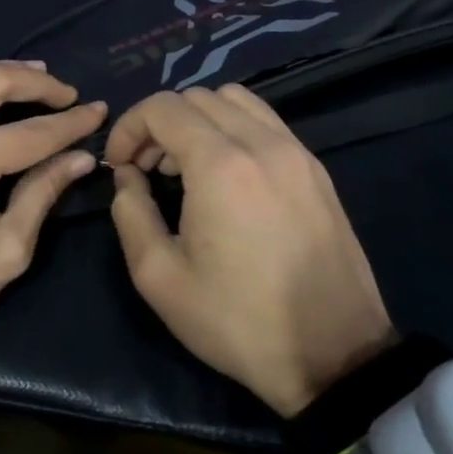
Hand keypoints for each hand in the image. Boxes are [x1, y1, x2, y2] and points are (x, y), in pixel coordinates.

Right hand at [105, 85, 395, 416]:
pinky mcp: (317, 171)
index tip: (119, 166)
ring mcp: (297, 153)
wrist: (333, 356)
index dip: (128, 127)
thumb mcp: (159, 277)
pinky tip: (225, 175)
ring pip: (236, 101)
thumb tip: (127, 176)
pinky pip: (266, 123)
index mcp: (221, 165)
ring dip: (198, 120)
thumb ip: (130, 212)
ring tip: (185, 167)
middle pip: (198, 97)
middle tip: (146, 168)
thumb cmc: (236, 321)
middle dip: (160, 123)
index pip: (162, 108)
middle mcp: (262, 143)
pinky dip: (234, 129)